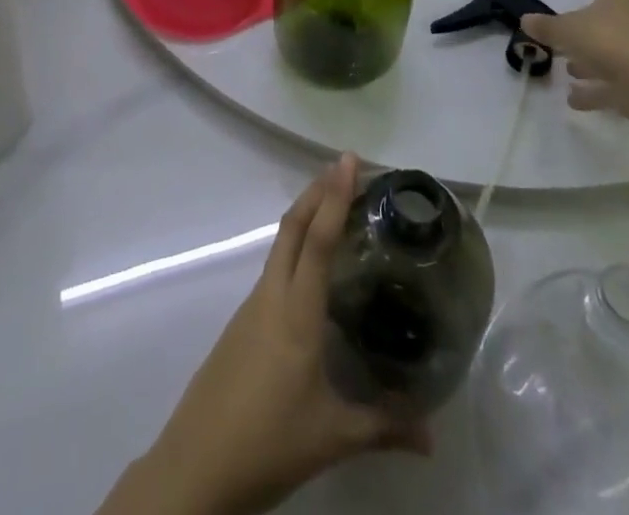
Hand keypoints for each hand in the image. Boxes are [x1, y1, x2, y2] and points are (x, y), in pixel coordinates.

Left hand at [125, 155, 430, 514]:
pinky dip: (294, 248)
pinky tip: (309, 270)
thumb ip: (384, 428)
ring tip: (333, 206)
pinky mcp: (242, 323)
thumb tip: (432, 437)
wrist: (196, 467)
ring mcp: (251, 307)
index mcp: (296, 312)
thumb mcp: (333, 436)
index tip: (348, 160)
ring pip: (280, 244)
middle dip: (317, 190)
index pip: (317, 240)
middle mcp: (271, 296)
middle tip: (345, 166)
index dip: (334, 196)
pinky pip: (273, 269)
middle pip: (292, 226)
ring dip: (305, 216)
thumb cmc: (268, 443)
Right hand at [522, 0, 628, 114]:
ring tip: (568, 68)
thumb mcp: (566, 30)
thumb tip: (526, 20)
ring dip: (591, 60)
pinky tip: (574, 99)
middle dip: (589, 22)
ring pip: (612, 51)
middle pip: (611, 16)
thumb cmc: (606, 42)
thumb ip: (546, 26)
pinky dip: (595, 90)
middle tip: (570, 25)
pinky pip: (614, 83)